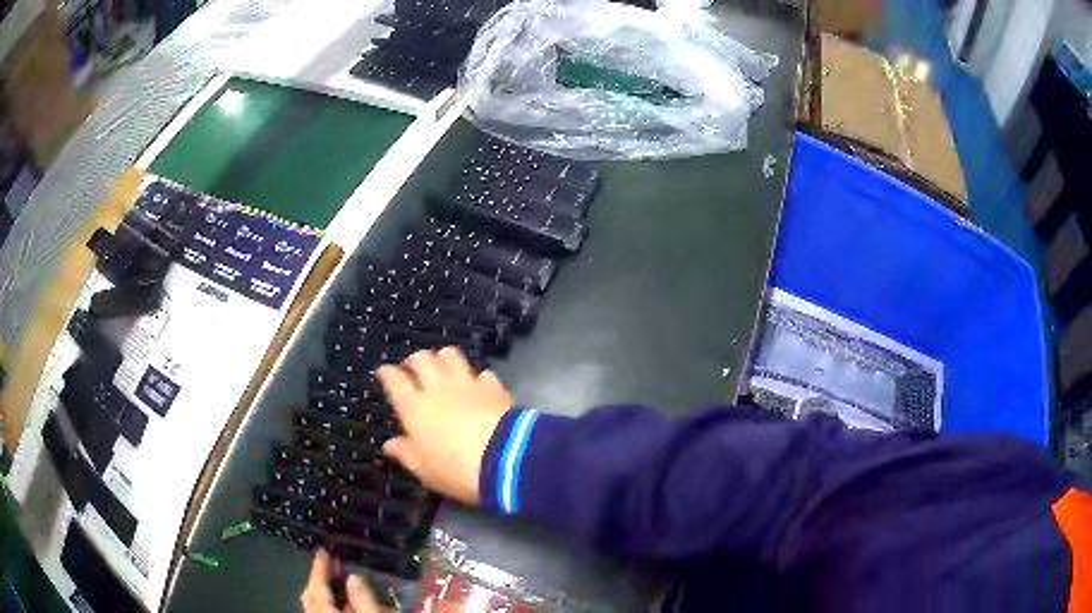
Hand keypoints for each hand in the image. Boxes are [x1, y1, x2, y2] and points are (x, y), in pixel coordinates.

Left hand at [301, 548, 378, 612]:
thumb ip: (363, 597)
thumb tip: (354, 577)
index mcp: (324, 610)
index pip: (316, 585)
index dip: (319, 566)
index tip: (322, 551)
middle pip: (311, 594)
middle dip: (319, 577)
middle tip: (330, 564)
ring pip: (318, 604)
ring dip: (329, 592)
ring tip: (346, 584)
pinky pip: (325, 612)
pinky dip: (334, 604)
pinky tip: (349, 604)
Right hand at [377, 347, 512, 505]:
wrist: (505, 460)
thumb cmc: (456, 470)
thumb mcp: (425, 471)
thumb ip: (406, 454)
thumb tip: (390, 444)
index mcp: (414, 408)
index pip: (395, 380)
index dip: (387, 373)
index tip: (384, 372)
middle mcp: (438, 389)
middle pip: (422, 360)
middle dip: (414, 361)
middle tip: (412, 368)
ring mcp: (468, 384)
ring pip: (450, 356)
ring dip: (443, 358)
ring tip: (442, 366)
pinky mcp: (494, 387)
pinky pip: (482, 373)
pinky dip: (477, 376)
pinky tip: (478, 384)